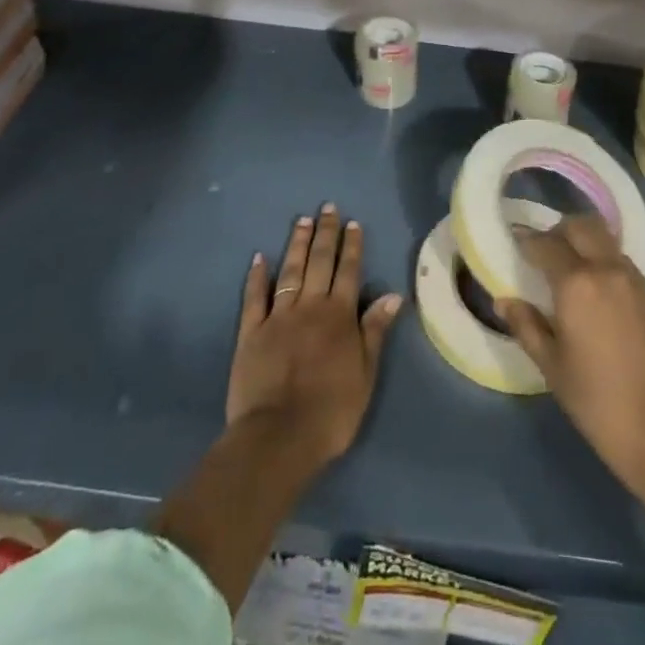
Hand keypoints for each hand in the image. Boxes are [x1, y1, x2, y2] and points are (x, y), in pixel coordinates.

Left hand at [227, 204, 403, 471]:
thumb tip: (394, 294)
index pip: (348, 271)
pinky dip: (257, 276)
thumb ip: (375, 331)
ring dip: (296, 243)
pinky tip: (259, 257)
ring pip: (290, 270)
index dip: (352, 245)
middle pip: (319, 261)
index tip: (353, 222)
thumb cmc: (331, 411)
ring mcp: (278, 316)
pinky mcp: (251, 332)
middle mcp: (310, 306)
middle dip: (325, 233)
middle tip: (327, 207)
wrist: (279, 437)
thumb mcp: (365, 374)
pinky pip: (254, 297)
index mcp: (339, 315)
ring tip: (301, 220)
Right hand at [498, 216, 644, 495]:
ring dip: (585, 243)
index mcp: (576, 283)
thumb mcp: (551, 365)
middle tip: (545, 251)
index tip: (516, 242)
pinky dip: (605, 262)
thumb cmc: (596, 400)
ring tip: (572, 270)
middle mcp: (607, 269)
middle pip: (581, 226)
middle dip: (559, 231)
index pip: (546, 244)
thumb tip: (504, 300)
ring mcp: (635, 279)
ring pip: (605, 240)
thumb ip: (526, 326)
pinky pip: (623, 262)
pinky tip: (599, 293)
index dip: (527, 240)